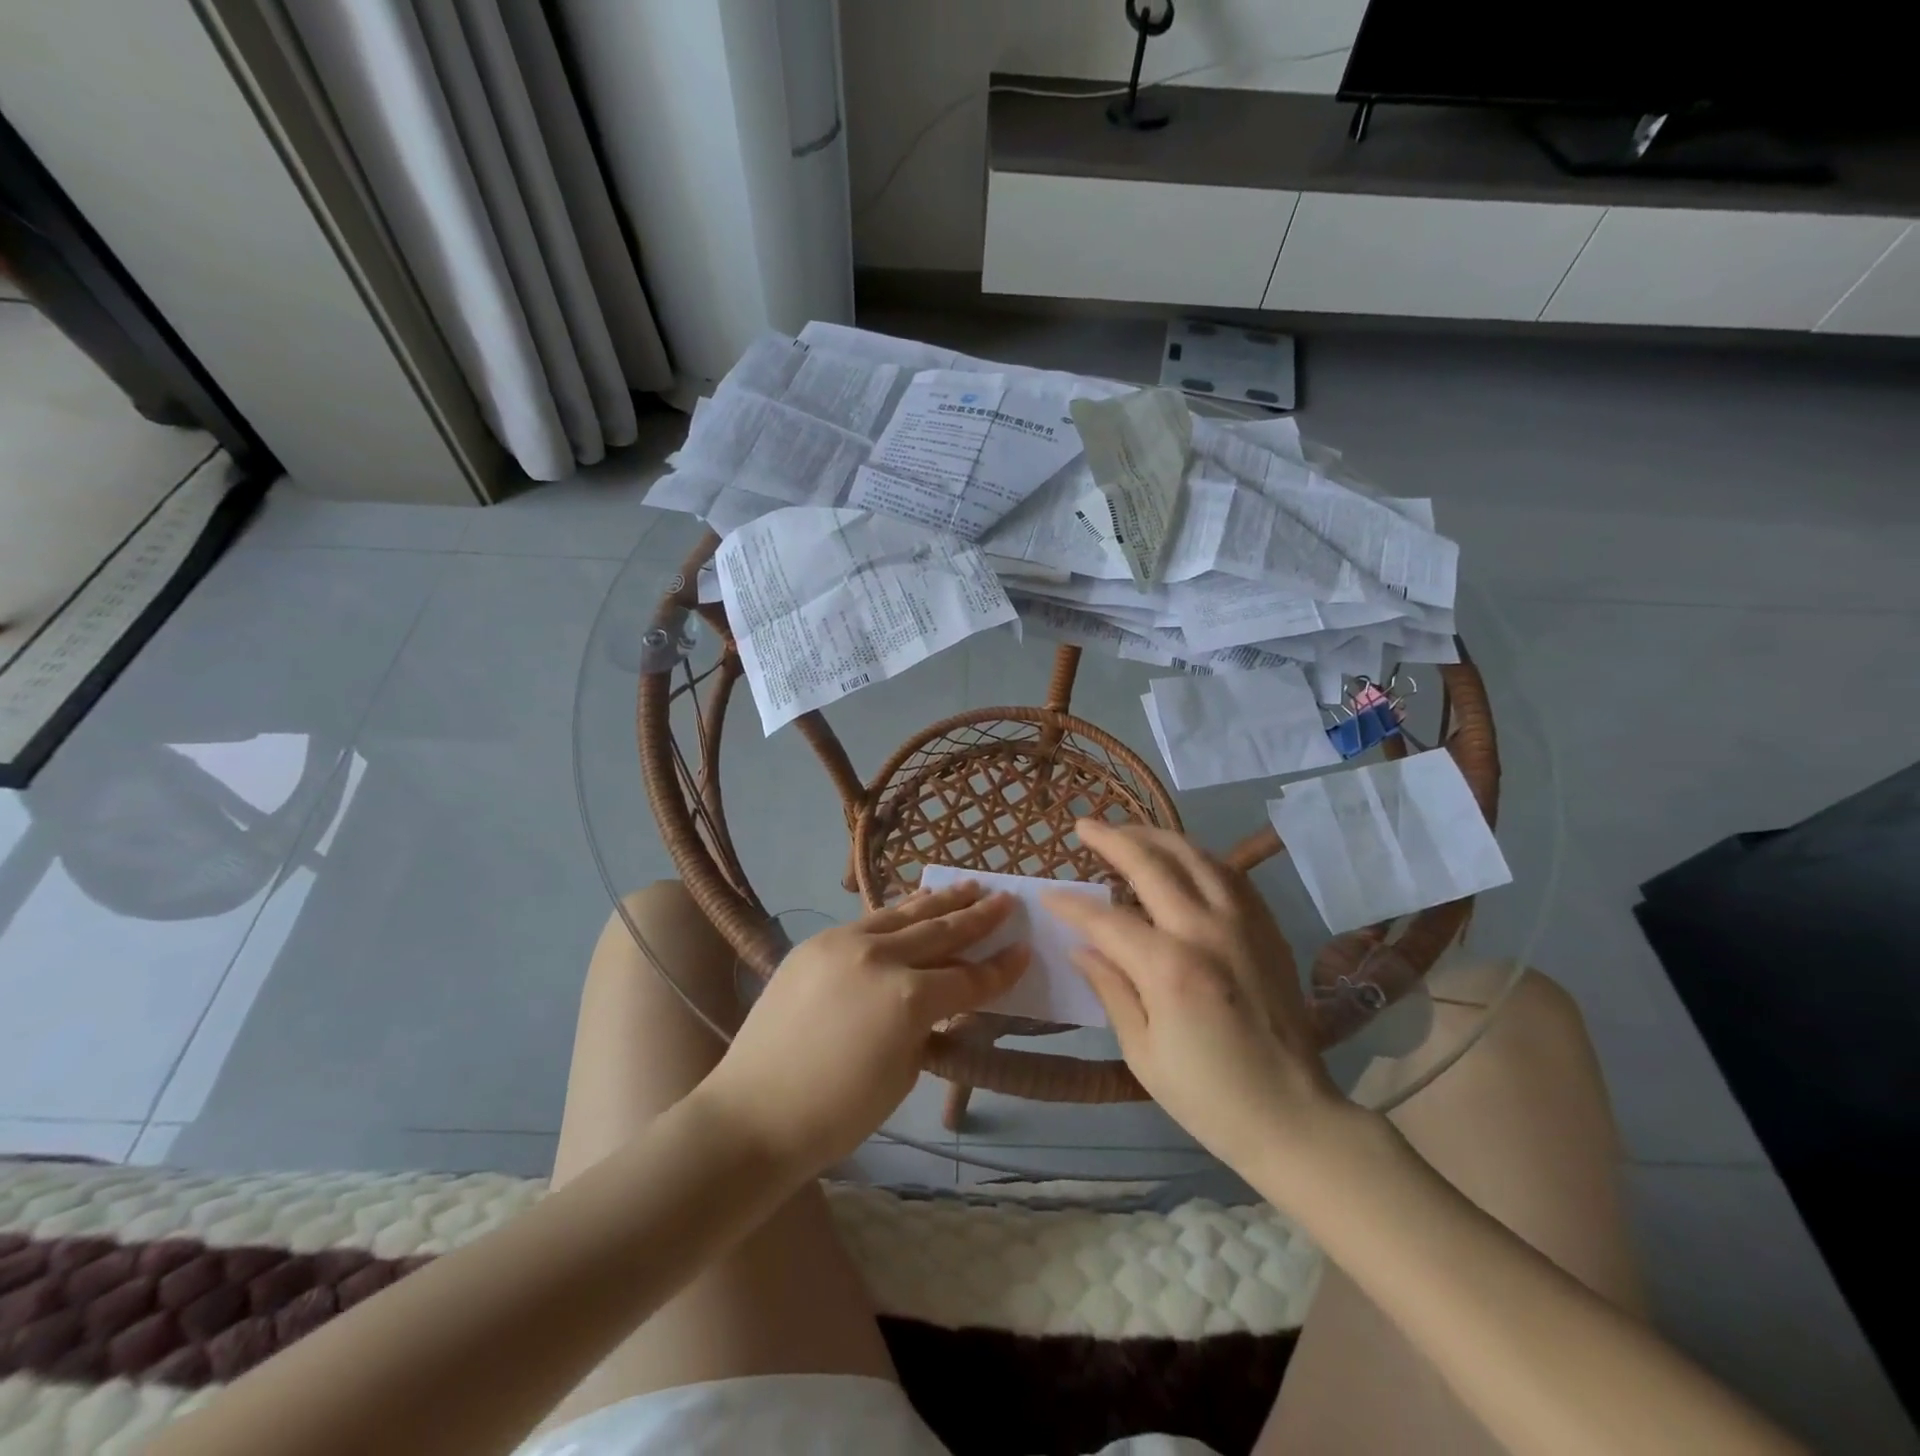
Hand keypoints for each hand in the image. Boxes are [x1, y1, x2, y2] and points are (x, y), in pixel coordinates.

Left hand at [697, 882, 1027, 1174]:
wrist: (754, 1113)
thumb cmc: (837, 1112)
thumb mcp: (903, 1071)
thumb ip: (928, 1023)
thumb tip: (940, 996)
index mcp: (907, 998)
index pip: (967, 978)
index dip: (1000, 968)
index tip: (1024, 949)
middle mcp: (879, 957)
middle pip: (941, 931)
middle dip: (979, 916)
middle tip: (1006, 899)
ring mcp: (843, 942)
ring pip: (904, 914)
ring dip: (941, 901)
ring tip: (969, 885)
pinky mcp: (817, 942)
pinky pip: (869, 920)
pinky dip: (899, 912)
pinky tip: (916, 904)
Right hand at [1045, 820, 1343, 1169]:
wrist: (1293, 1117)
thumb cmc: (1208, 1097)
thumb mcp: (1142, 1052)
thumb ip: (1111, 988)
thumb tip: (1081, 947)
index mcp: (1170, 968)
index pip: (1106, 918)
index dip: (1072, 904)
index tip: (1049, 894)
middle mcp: (1207, 931)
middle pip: (1152, 864)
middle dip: (1112, 840)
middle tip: (1084, 826)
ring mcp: (1243, 924)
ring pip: (1195, 856)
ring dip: (1155, 837)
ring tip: (1127, 831)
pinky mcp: (1267, 928)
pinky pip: (1229, 874)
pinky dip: (1197, 856)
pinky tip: (1180, 857)